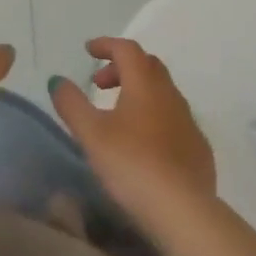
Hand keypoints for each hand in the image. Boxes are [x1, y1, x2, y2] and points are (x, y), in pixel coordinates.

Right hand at [50, 37, 216, 224]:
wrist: (183, 210)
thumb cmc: (131, 164)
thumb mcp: (91, 134)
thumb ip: (72, 104)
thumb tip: (57, 80)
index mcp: (145, 85)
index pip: (127, 50)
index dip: (106, 45)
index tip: (88, 50)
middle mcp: (171, 95)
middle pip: (147, 66)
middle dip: (121, 67)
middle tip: (99, 84)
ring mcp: (189, 122)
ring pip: (162, 92)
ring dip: (138, 92)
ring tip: (117, 115)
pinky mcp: (198, 148)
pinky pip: (174, 119)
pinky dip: (154, 117)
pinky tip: (143, 143)